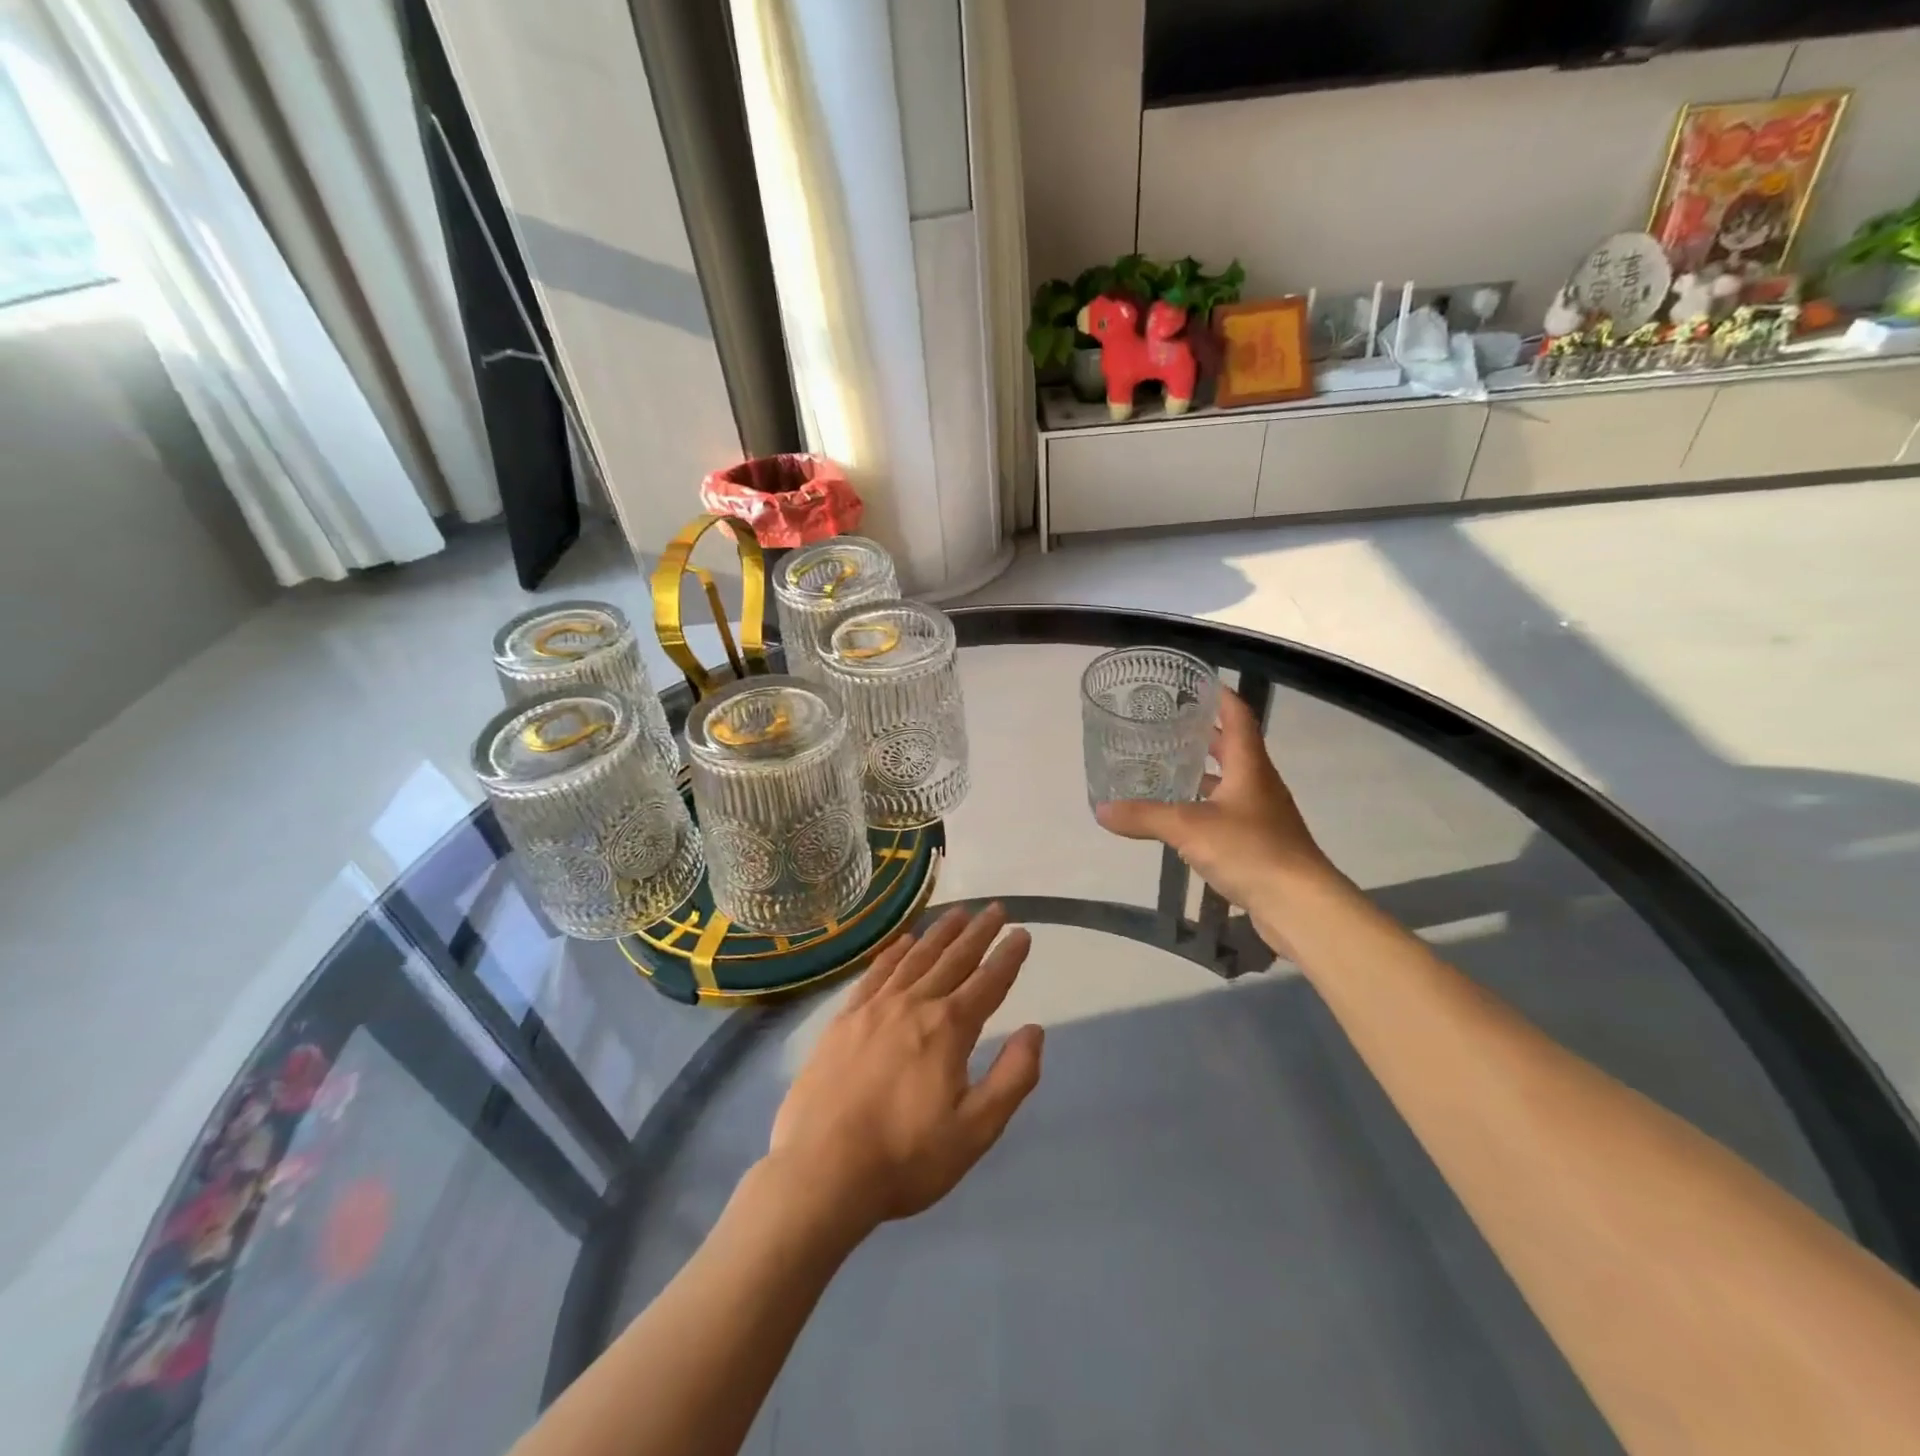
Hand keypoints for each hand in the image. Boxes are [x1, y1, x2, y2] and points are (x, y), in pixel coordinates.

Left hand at [765, 905, 1043, 1240]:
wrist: (821, 1171)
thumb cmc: (906, 1158)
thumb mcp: (975, 1130)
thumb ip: (1012, 1077)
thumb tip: (1035, 1030)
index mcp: (948, 1029)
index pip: (988, 983)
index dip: (1008, 957)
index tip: (1021, 933)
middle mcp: (913, 1005)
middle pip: (953, 959)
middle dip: (978, 933)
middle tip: (995, 908)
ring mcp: (874, 1008)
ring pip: (915, 958)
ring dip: (939, 933)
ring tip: (957, 913)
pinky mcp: (844, 1020)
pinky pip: (875, 973)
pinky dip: (893, 952)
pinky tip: (902, 940)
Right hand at [1096, 687, 1336, 955]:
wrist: (1300, 905)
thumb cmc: (1250, 850)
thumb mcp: (1188, 828)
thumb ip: (1144, 816)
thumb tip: (1101, 810)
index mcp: (1250, 766)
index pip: (1239, 716)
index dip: (1220, 695)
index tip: (1196, 682)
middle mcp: (1259, 784)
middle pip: (1234, 748)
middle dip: (1205, 734)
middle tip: (1168, 725)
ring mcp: (1262, 815)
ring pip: (1230, 782)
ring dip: (1204, 772)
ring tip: (1168, 767)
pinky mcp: (1259, 843)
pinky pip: (1228, 813)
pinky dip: (1205, 807)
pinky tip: (1181, 818)